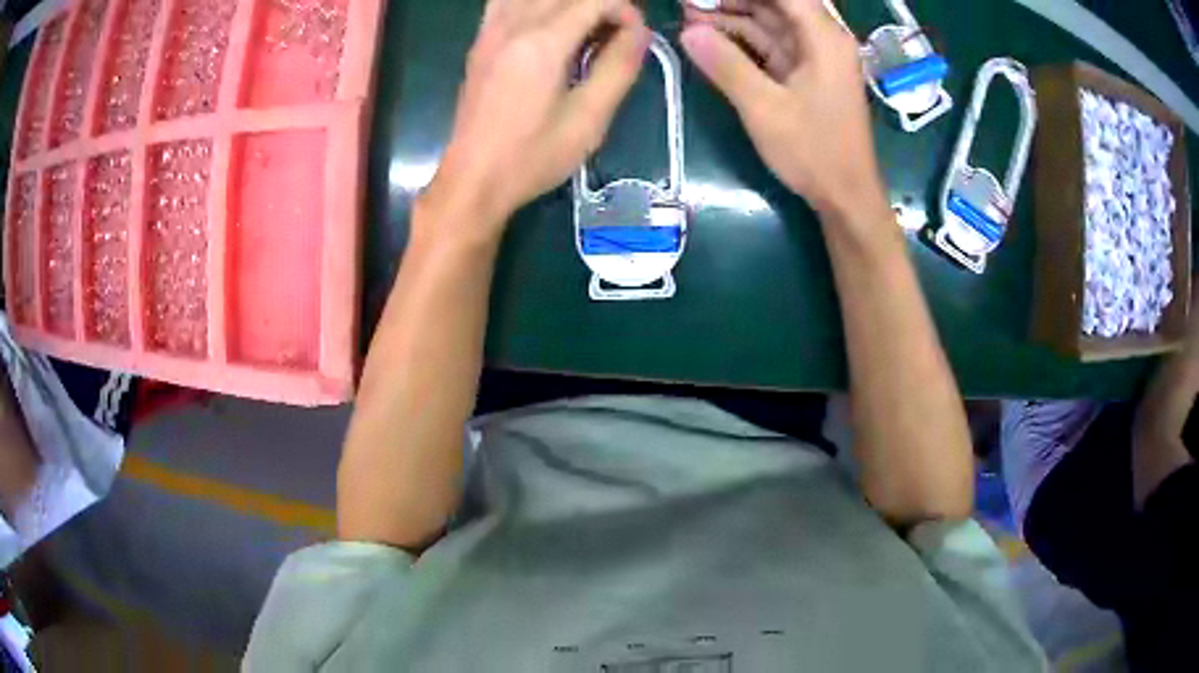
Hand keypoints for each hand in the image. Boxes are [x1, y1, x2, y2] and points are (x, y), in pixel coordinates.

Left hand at [423, 0, 650, 246]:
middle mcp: (513, 25)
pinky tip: (549, 25)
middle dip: (601, 5)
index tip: (634, 38)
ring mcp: (491, 30)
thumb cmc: (533, 157)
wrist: (473, 179)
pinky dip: (536, 4)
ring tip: (586, 29)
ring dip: (569, 4)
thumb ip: (618, 67)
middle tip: (615, 34)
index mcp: (542, 43)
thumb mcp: (589, 119)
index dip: (625, 10)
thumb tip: (639, 31)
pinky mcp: (480, 40)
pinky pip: (508, 0)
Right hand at [681, 0, 884, 217]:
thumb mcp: (765, 109)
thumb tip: (687, 32)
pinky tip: (707, 37)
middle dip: (731, 1)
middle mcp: (821, 39)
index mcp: (824, 38)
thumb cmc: (815, 152)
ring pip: (766, 22)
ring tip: (687, 14)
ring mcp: (812, 56)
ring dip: (728, 17)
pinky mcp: (802, 73)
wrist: (845, 195)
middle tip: (690, 4)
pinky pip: (767, 44)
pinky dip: (738, 40)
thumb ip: (726, 66)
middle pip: (774, 3)